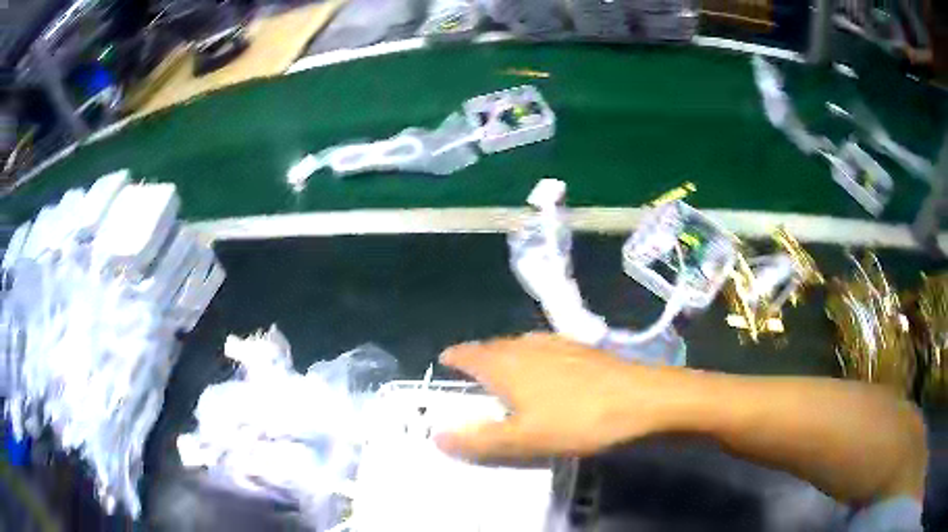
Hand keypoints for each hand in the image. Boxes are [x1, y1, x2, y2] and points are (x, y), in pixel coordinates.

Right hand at [434, 333, 672, 459]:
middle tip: (470, 371)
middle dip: (478, 356)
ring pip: (520, 345)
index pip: (469, 354)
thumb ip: (479, 439)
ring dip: (505, 355)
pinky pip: (544, 347)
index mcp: (507, 364)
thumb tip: (437, 436)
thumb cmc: (577, 420)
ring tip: (502, 369)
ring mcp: (558, 343)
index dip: (455, 356)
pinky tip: (545, 367)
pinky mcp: (582, 349)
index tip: (444, 360)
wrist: (640, 399)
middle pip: (494, 346)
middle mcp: (528, 346)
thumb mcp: (523, 439)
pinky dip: (532, 356)